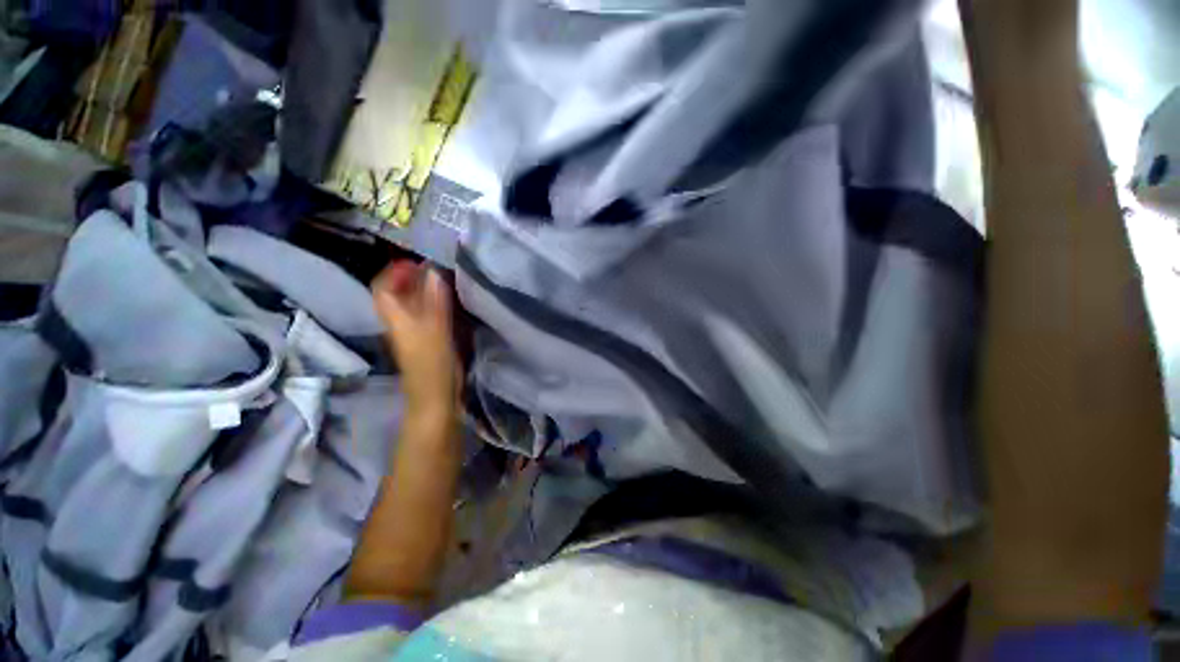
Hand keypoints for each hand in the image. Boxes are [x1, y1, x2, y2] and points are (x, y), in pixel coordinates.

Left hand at [372, 261, 460, 411]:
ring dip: (425, 289)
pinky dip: (436, 302)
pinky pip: (428, 314)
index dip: (395, 271)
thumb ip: (434, 300)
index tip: (417, 262)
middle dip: (412, 277)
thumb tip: (433, 269)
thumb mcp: (435, 329)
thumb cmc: (432, 363)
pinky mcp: (429, 339)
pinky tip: (452, 300)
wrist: (436, 395)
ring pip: (414, 303)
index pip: (383, 287)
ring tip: (446, 279)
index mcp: (395, 318)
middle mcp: (401, 321)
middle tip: (436, 267)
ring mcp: (415, 331)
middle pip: (398, 294)